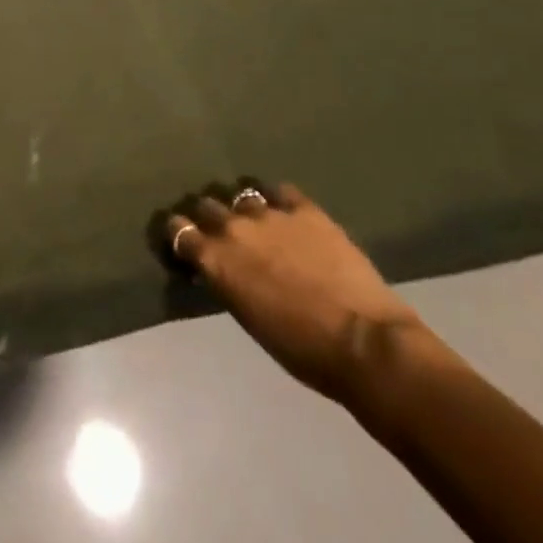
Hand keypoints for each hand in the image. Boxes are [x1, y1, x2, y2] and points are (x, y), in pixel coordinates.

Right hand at [165, 181, 429, 403]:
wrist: (365, 344)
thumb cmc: (304, 351)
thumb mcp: (249, 318)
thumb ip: (228, 282)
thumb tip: (223, 269)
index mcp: (215, 259)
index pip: (178, 230)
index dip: (181, 234)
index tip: (188, 244)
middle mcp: (233, 228)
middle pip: (206, 205)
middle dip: (211, 218)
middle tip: (223, 234)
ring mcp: (270, 214)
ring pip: (242, 195)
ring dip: (244, 208)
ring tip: (257, 221)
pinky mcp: (305, 209)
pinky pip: (280, 191)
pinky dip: (277, 200)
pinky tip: (285, 211)